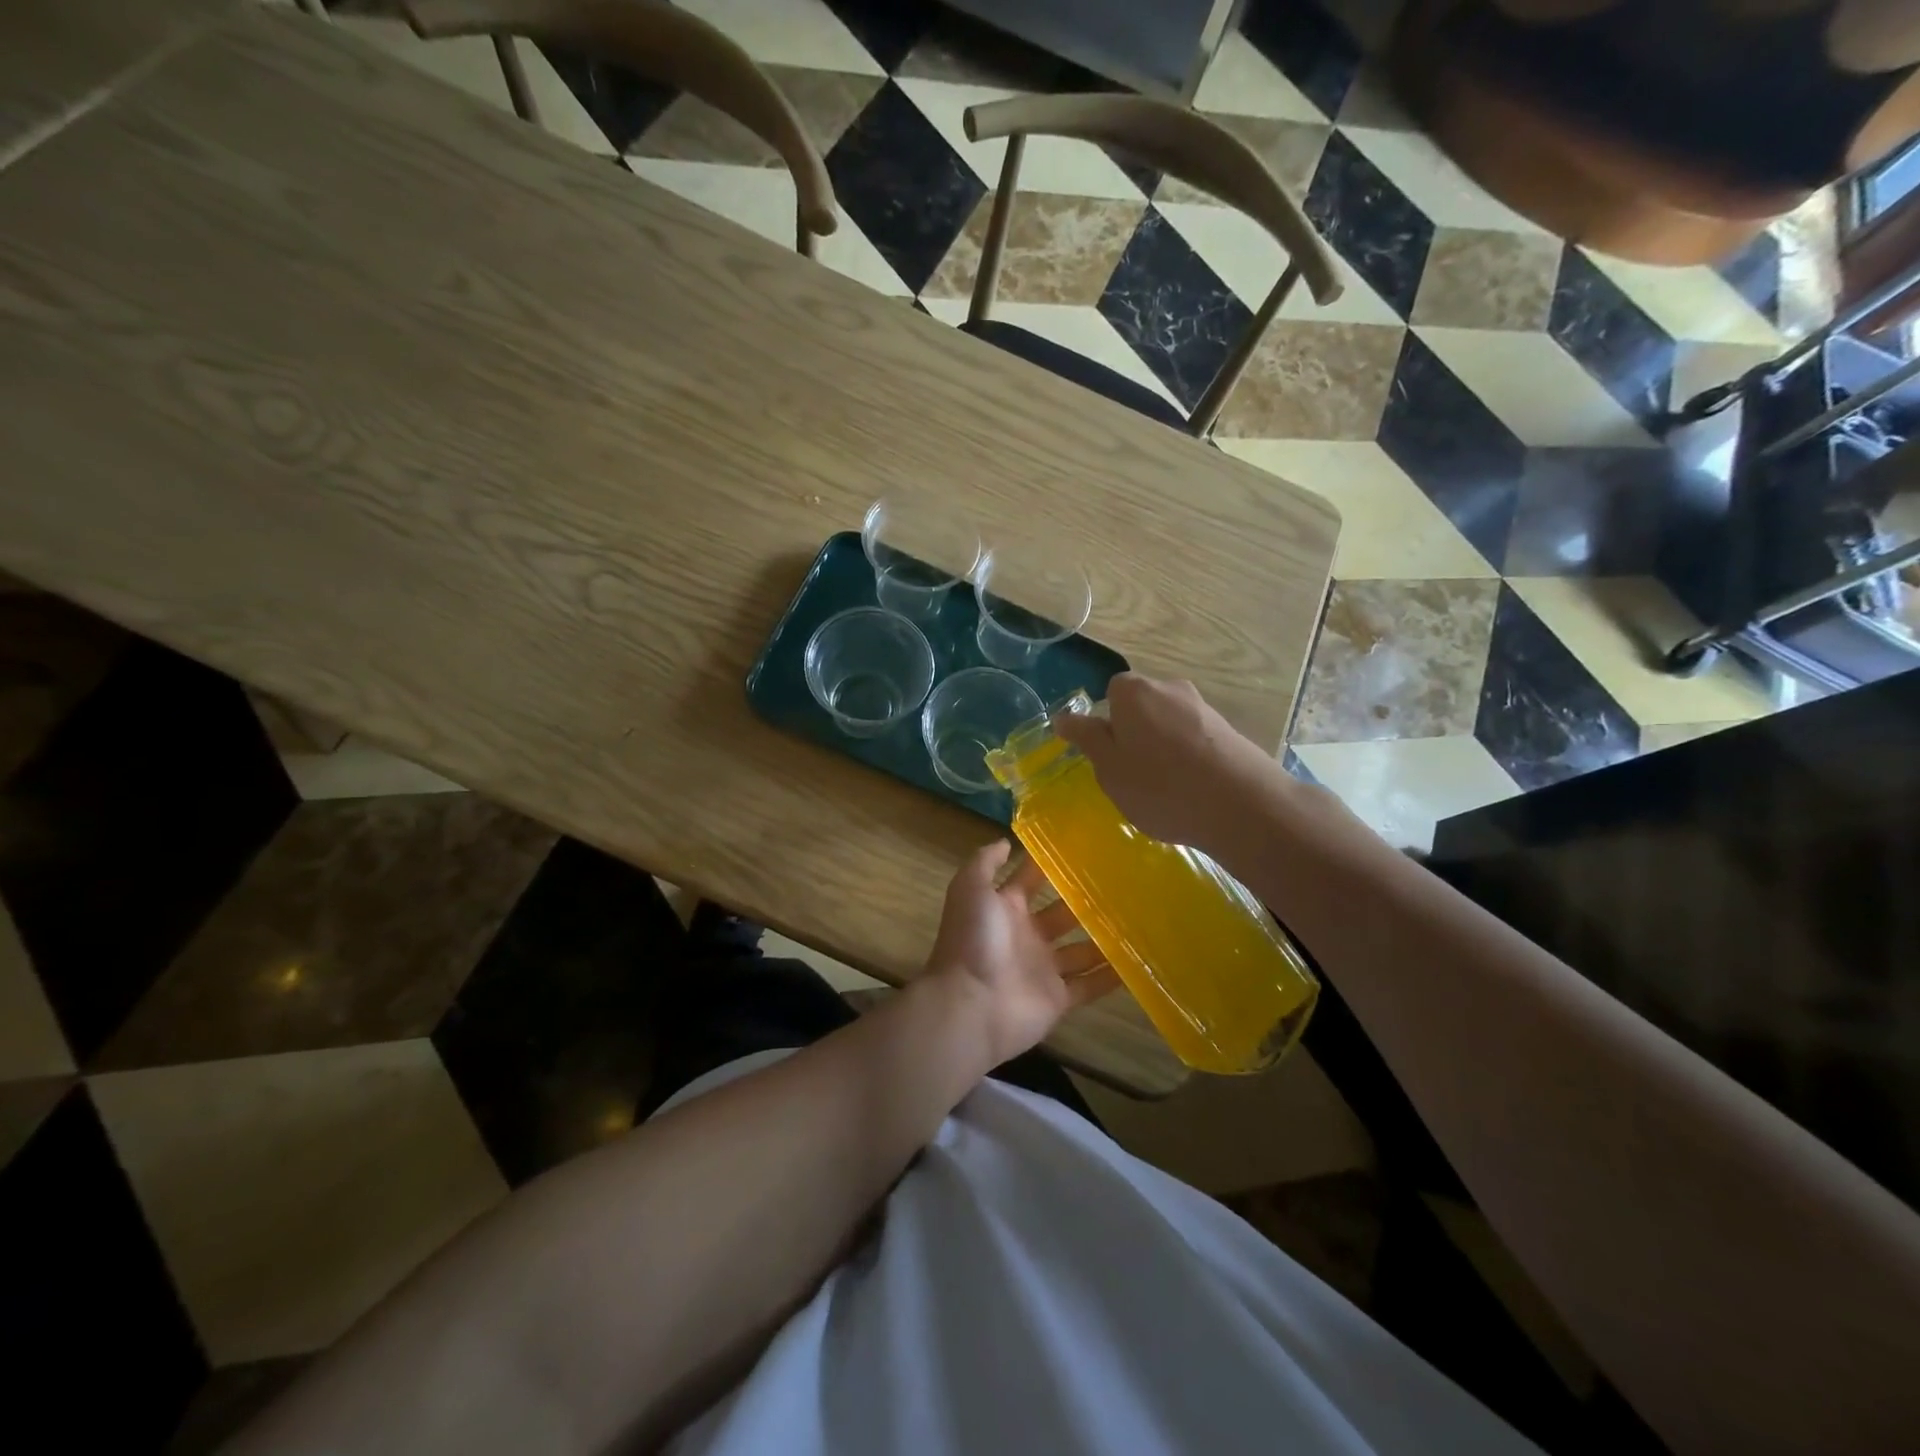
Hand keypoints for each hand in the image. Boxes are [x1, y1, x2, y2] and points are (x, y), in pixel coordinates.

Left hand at [923, 841, 1117, 1066]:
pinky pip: (1090, 984)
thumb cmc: (972, 941)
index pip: (1030, 880)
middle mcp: (1026, 935)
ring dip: (1105, 937)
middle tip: (1123, 882)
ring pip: (1081, 949)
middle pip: (1062, 913)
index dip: (1049, 864)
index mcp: (1005, 908)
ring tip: (1140, 917)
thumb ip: (985, 863)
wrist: (970, 1006)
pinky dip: (1111, 976)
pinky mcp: (1058, 998)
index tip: (1083, 847)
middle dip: (1085, 900)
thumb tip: (1007, 841)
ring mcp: (1043, 968)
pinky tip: (1139, 961)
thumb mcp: (970, 889)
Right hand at [1051, 673, 1275, 852]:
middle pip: (1141, 706)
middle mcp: (1170, 688)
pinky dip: (1188, 758)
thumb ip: (1087, 739)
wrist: (1242, 806)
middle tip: (1132, 775)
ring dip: (1163, 748)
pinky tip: (1192, 790)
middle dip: (1135, 734)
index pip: (1111, 692)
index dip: (1107, 722)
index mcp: (1134, 691)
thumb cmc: (1160, 786)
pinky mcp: (1229, 730)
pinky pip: (1195, 739)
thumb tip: (1064, 716)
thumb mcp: (1109, 768)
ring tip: (1165, 789)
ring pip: (1169, 723)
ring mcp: (1204, 707)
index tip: (1109, 755)